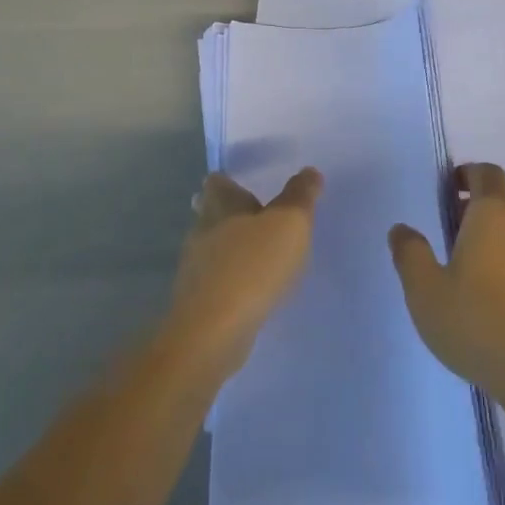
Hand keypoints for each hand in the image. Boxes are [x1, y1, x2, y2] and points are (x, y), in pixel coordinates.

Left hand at [168, 168, 321, 376]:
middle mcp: (202, 231)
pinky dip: (231, 280)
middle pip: (211, 215)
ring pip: (212, 249)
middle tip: (257, 219)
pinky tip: (251, 290)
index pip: (217, 183)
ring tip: (260, 256)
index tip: (245, 186)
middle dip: (230, 215)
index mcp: (221, 206)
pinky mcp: (197, 303)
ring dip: (231, 250)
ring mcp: (195, 269)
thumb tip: (309, 171)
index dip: (229, 182)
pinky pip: (216, 281)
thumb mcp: (289, 223)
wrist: (213, 333)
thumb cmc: (253, 266)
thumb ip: (300, 195)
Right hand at [388, 163, 504, 406]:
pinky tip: (482, 301)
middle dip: (470, 211)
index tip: (445, 190)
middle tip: (442, 235)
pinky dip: (500, 267)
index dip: (466, 174)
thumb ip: (410, 254)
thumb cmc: (477, 322)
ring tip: (457, 273)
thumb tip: (401, 230)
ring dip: (485, 241)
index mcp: (492, 216)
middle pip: (497, 204)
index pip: (486, 173)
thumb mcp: (425, 290)